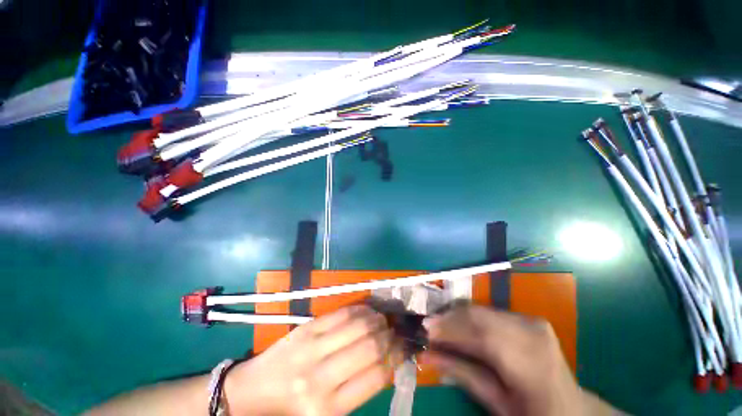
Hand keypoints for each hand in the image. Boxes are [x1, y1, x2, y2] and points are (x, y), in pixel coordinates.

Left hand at [224, 305, 400, 415]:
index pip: (376, 376)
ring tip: (383, 320)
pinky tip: (368, 311)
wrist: (254, 390)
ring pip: (358, 325)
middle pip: (370, 347)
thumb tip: (388, 361)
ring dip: (377, 319)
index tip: (402, 348)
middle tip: (395, 331)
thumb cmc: (294, 407)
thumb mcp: (328, 411)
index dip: (395, 358)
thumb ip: (358, 389)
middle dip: (389, 336)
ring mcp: (312, 349)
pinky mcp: (306, 329)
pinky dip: (360, 310)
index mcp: (329, 409)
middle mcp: (321, 378)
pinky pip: (341, 313)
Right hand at [422, 305, 592, 415]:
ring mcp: (533, 322)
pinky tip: (459, 325)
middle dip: (449, 319)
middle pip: (480, 316)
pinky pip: (490, 312)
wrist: (570, 408)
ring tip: (439, 326)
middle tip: (427, 327)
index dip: (450, 328)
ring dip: (457, 316)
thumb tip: (427, 354)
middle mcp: (534, 334)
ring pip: (482, 311)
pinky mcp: (529, 318)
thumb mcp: (498, 404)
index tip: (425, 329)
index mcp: (533, 365)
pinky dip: (469, 317)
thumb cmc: (534, 414)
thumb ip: (463, 374)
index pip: (482, 334)